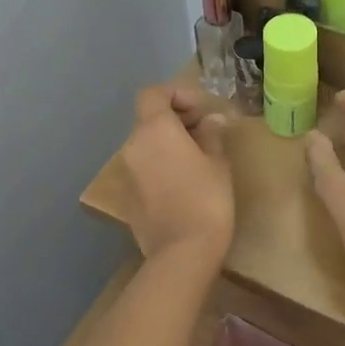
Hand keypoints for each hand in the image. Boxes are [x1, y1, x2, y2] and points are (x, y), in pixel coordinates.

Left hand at [120, 86, 232, 262]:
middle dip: (175, 118)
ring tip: (197, 157)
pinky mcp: (128, 195)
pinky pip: (144, 167)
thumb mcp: (217, 162)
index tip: (200, 109)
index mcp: (154, 129)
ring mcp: (127, 171)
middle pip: (149, 118)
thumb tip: (212, 121)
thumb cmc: (207, 199)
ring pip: (146, 143)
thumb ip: (211, 135)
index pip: (153, 93)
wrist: (182, 252)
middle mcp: (133, 145)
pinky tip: (183, 181)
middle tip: (205, 131)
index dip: (176, 94)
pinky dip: (160, 164)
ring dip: (168, 142)